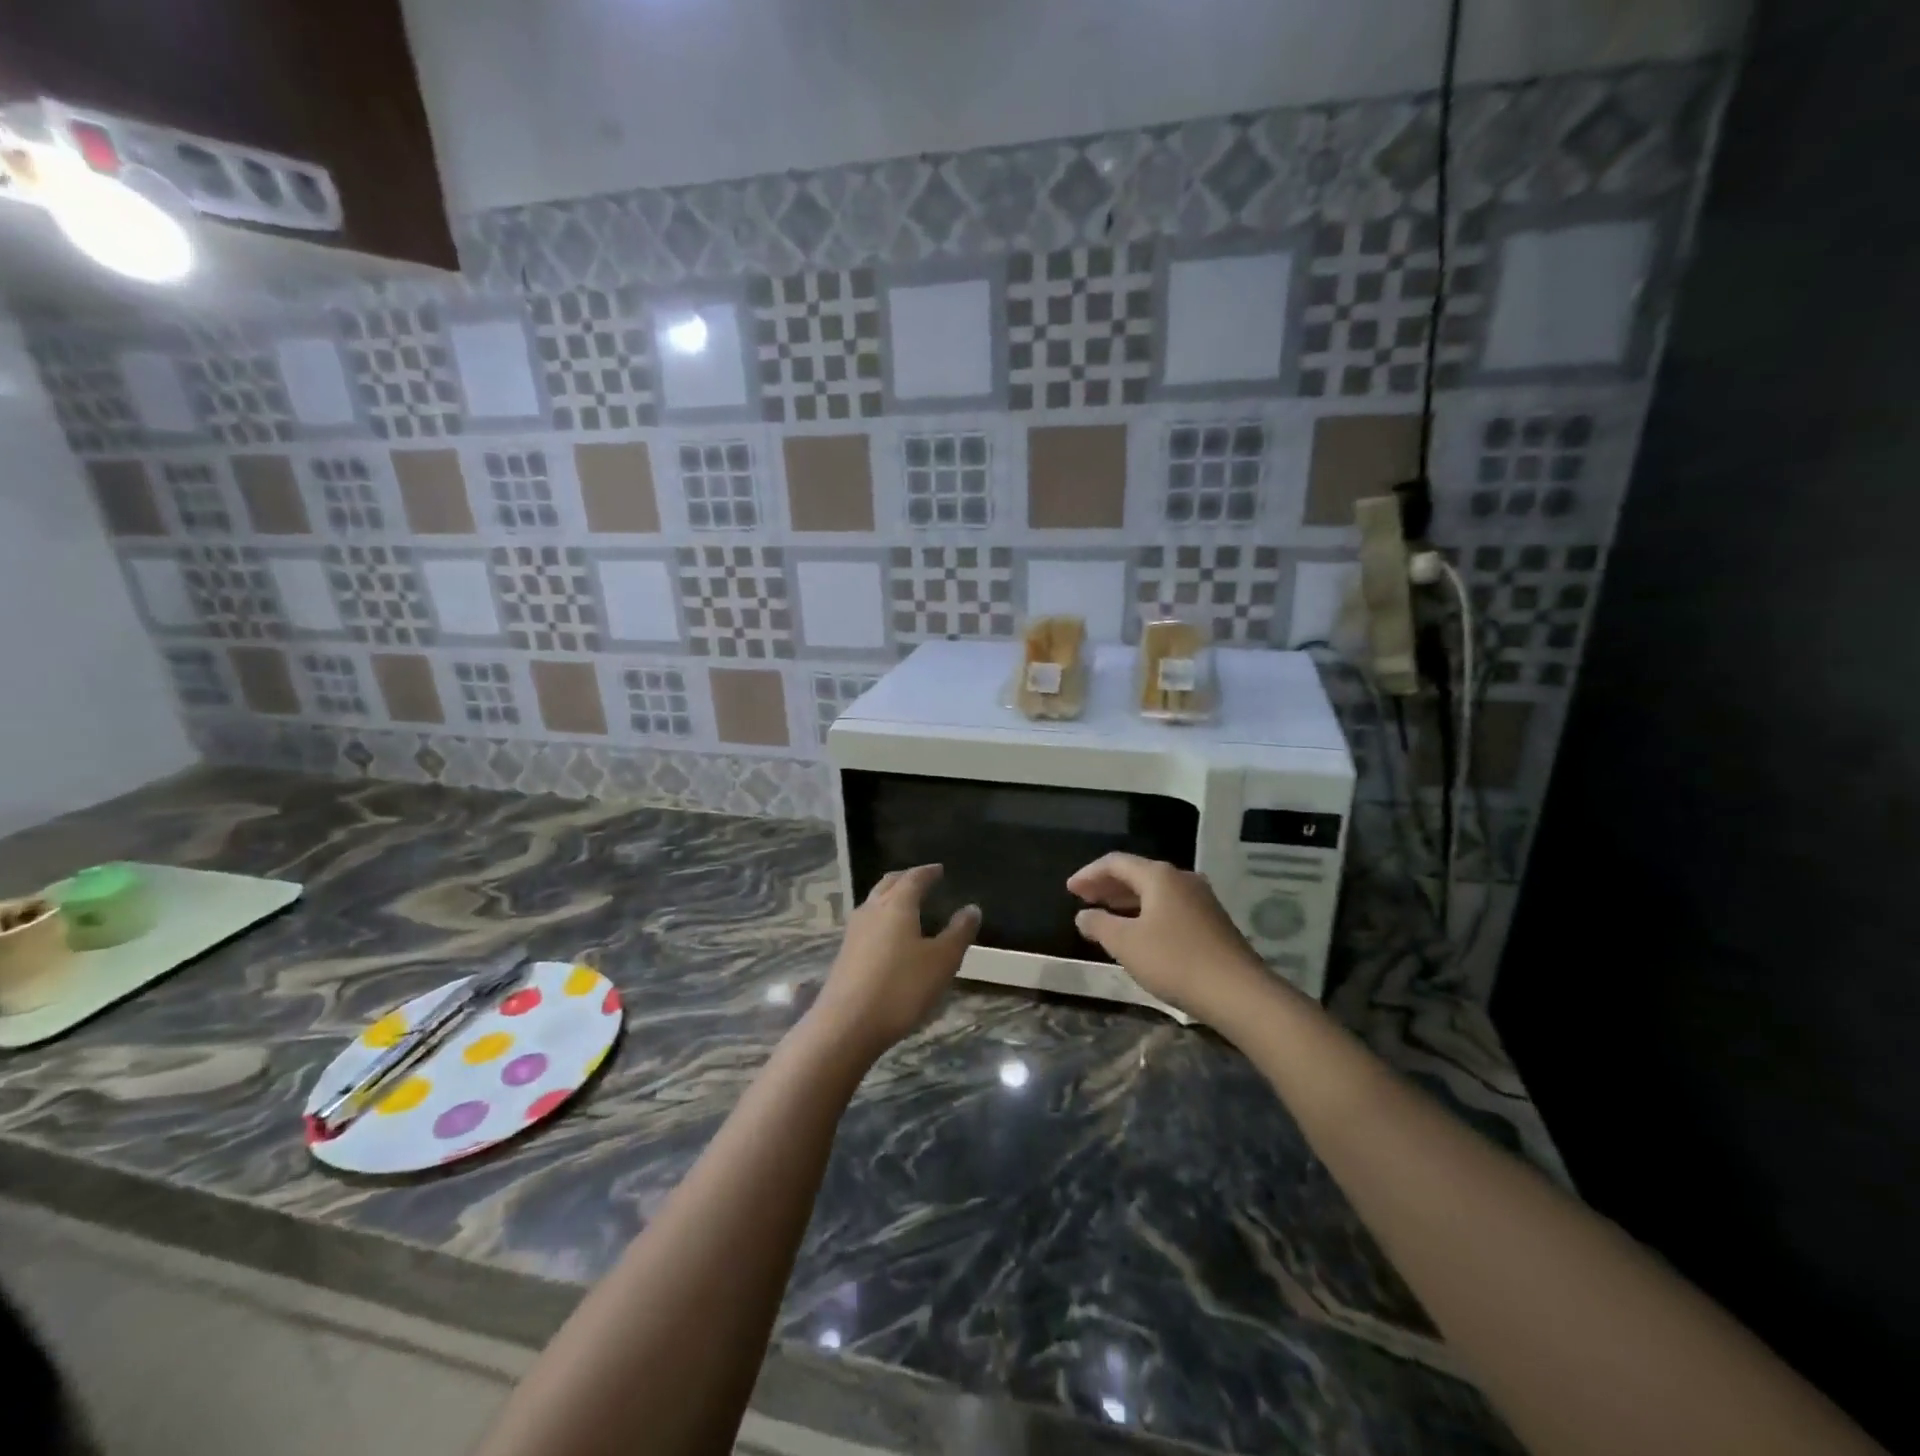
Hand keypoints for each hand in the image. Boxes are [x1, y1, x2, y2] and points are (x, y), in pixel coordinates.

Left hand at [808, 865, 978, 1058]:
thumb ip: (958, 933)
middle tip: (921, 879)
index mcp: (896, 905)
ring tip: (906, 904)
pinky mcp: (845, 954)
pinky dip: (881, 918)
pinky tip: (888, 936)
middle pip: (888, 884)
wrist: (846, 1026)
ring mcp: (854, 932)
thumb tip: (972, 908)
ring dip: (890, 897)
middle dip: (905, 878)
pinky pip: (867, 923)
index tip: (939, 869)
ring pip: (873, 902)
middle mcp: (871, 910)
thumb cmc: (901, 989)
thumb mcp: (941, 962)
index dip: (928, 872)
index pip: (913, 878)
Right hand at [1067, 853, 1269, 1022]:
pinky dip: (1146, 911)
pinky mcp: (1212, 921)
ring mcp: (1201, 899)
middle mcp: (1181, 879)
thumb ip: (1099, 925)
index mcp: (1159, 876)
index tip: (1069, 889)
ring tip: (1106, 914)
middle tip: (1083, 899)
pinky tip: (1139, 931)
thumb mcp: (1126, 944)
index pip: (1115, 862)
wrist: (1238, 992)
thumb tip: (1083, 915)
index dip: (1089, 874)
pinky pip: (1170, 905)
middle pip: (1137, 873)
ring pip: (1155, 891)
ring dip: (1127, 899)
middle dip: (1107, 885)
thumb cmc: (1175, 961)